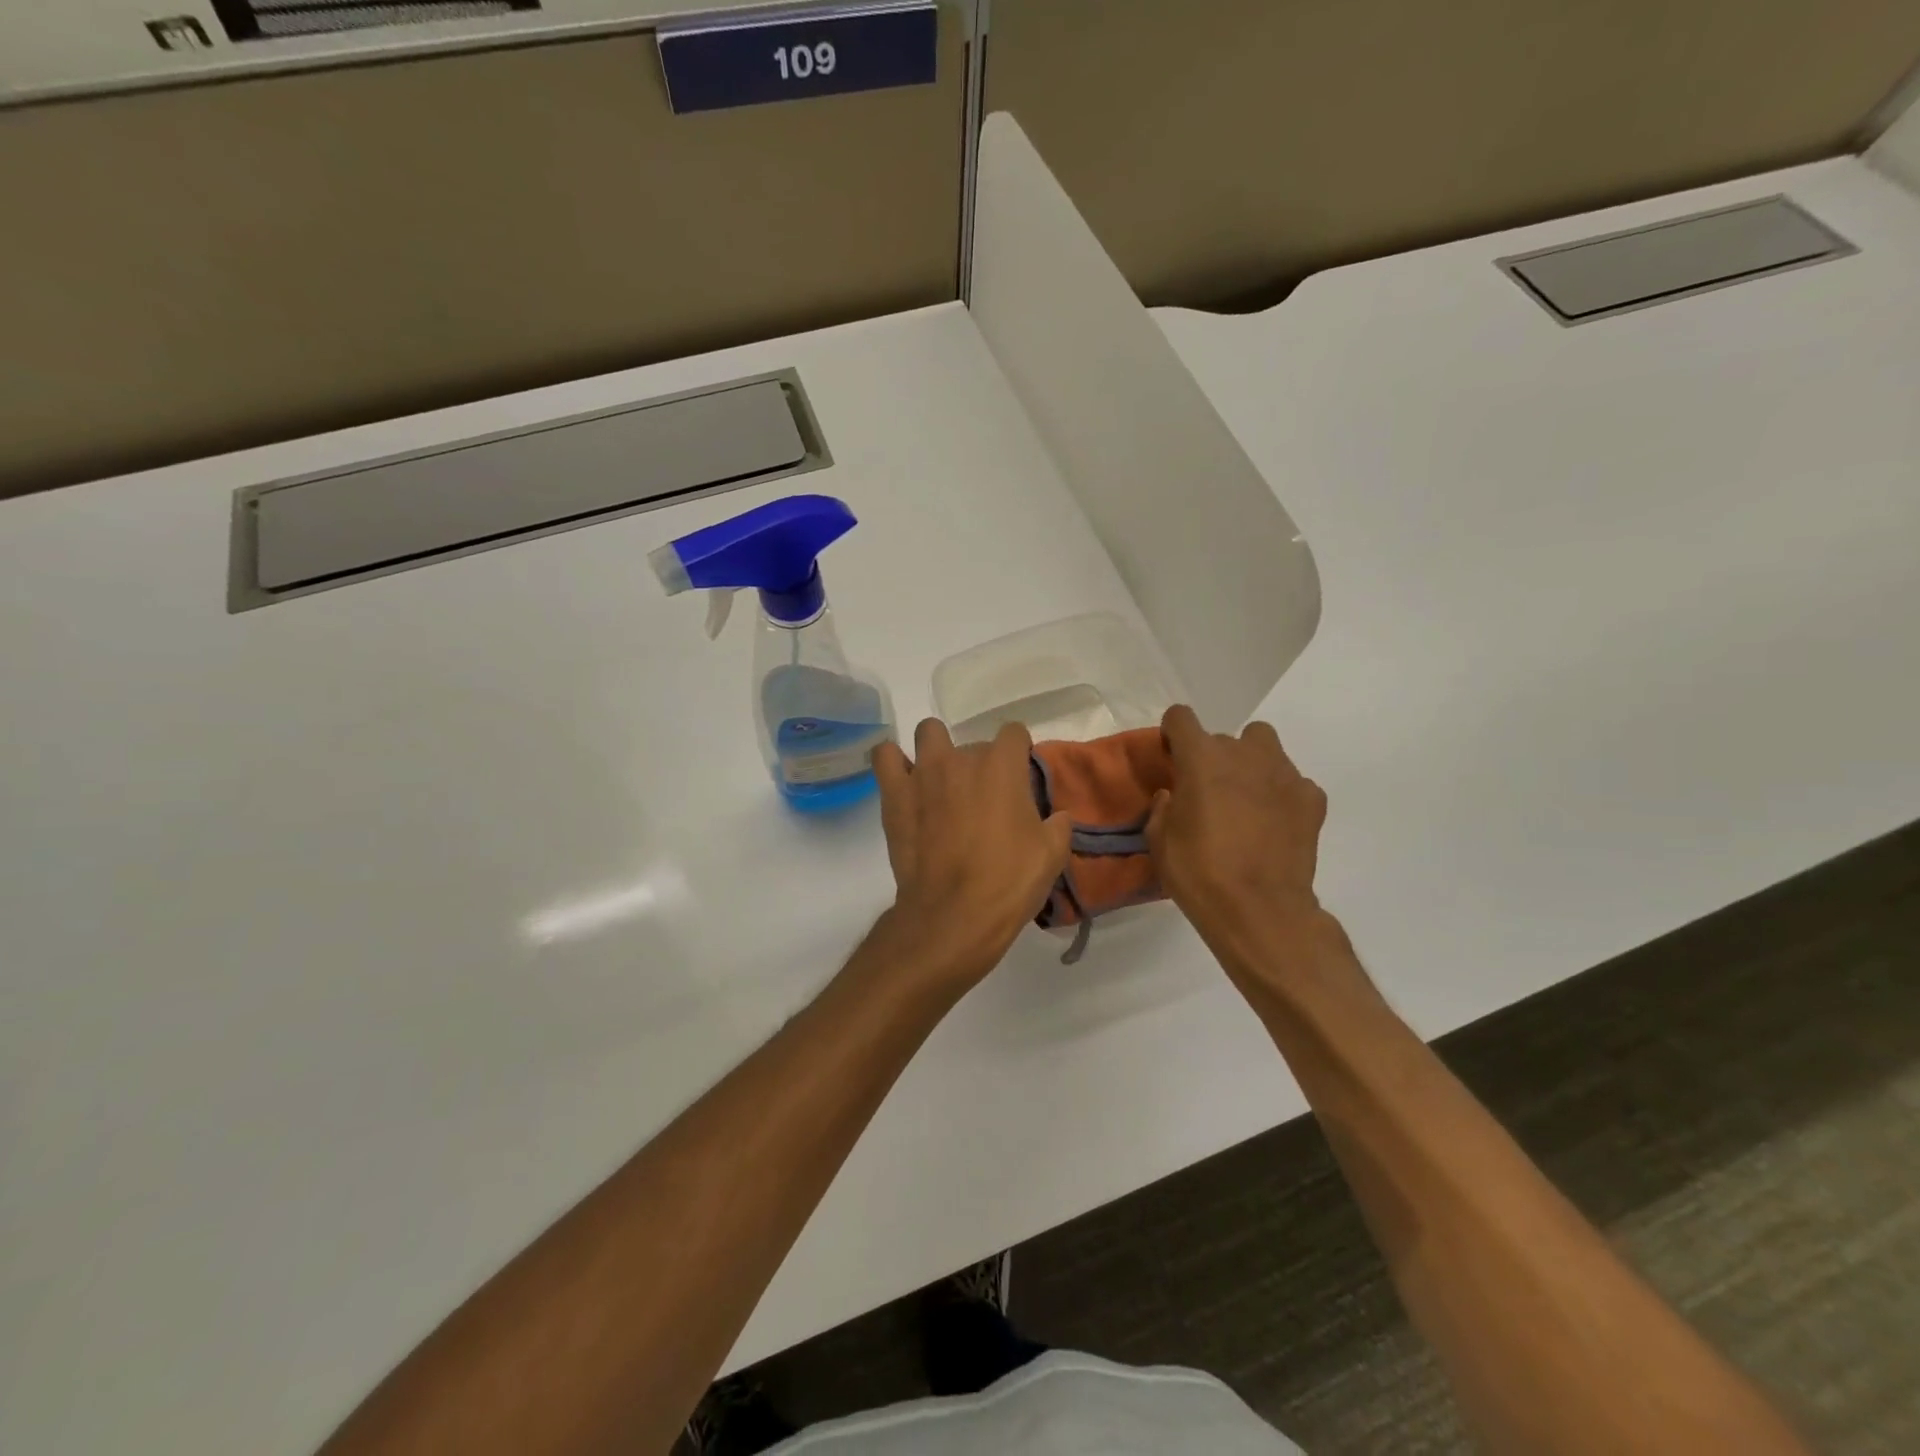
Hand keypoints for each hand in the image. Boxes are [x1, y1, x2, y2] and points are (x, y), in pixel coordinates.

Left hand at [873, 720, 1071, 987]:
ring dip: (936, 750)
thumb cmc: (1008, 882)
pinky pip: (885, 756)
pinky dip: (894, 763)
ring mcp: (923, 772)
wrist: (954, 914)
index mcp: (1003, 766)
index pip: (1014, 732)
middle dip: (980, 765)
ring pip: (928, 732)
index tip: (1019, 779)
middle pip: (973, 743)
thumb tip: (1057, 817)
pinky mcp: (894, 793)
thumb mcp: (1052, 855)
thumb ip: (1058, 825)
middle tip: (983, 800)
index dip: (1019, 752)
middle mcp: (962, 758)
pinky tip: (904, 781)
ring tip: (941, 781)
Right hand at [1146, 705, 1330, 959]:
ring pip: (1264, 746)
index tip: (1172, 758)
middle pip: (1223, 737)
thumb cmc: (1199, 873)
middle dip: (1213, 758)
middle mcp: (1244, 754)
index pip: (1181, 717)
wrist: (1260, 911)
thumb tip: (1174, 795)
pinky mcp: (1311, 798)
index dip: (1173, 733)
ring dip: (1250, 764)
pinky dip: (1282, 793)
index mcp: (1201, 758)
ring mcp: (1284, 773)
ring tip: (1245, 799)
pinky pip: (1293, 781)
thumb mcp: (1159, 842)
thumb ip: (1163, 808)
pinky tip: (1275, 822)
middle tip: (1208, 794)